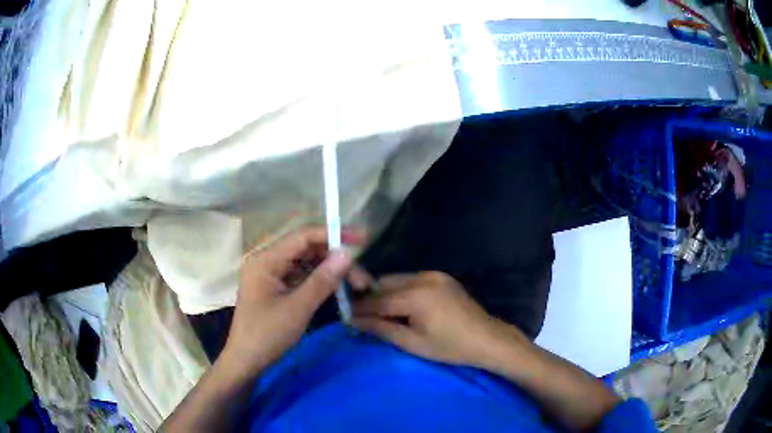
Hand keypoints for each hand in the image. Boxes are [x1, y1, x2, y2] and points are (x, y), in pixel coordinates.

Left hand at [221, 227, 364, 377]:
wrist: (246, 361)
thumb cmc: (267, 334)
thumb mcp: (298, 308)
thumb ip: (322, 280)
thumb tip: (346, 255)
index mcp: (266, 260)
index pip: (303, 237)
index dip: (332, 235)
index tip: (360, 240)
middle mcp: (267, 262)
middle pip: (306, 250)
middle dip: (334, 259)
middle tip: (361, 276)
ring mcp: (270, 275)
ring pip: (305, 264)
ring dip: (329, 272)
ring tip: (355, 284)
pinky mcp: (274, 289)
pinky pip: (300, 277)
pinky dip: (318, 282)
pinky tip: (336, 289)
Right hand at [353, 271, 523, 368]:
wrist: (486, 338)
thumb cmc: (450, 347)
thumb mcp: (412, 343)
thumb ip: (382, 329)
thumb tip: (355, 321)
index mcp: (416, 296)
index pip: (378, 300)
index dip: (360, 308)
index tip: (346, 314)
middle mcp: (423, 278)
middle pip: (385, 284)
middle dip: (370, 298)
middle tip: (360, 314)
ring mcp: (434, 274)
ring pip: (397, 279)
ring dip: (385, 293)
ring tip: (379, 311)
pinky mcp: (441, 276)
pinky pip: (412, 279)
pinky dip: (400, 290)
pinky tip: (400, 305)